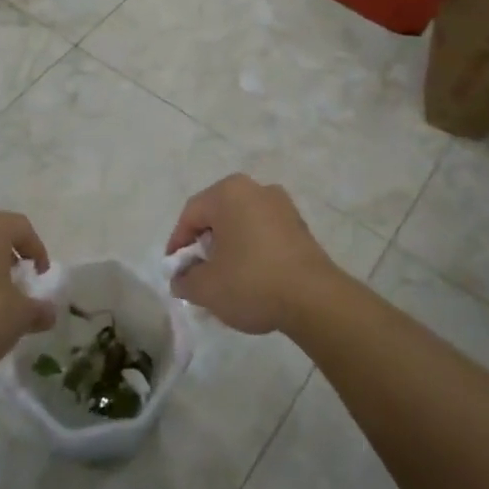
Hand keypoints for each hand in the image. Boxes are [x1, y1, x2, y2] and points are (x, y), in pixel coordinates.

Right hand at [165, 175, 342, 334]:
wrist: (314, 299)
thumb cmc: (251, 282)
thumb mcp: (206, 287)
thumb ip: (184, 280)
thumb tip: (181, 278)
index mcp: (229, 192)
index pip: (191, 214)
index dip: (178, 244)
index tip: (174, 271)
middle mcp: (256, 189)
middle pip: (217, 216)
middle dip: (204, 245)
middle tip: (197, 274)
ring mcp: (282, 205)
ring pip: (242, 224)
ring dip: (229, 248)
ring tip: (224, 280)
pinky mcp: (300, 226)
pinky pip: (264, 233)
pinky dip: (252, 250)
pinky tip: (251, 279)